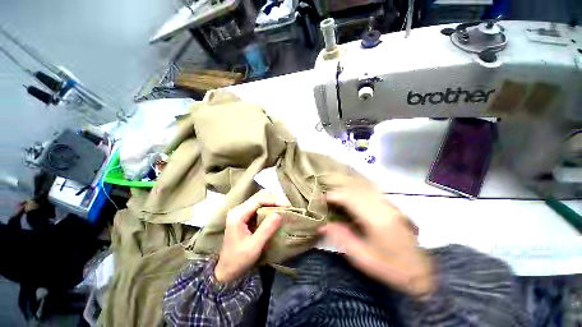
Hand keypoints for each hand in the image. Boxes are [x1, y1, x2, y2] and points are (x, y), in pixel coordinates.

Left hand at [215, 190, 289, 282]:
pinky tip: (277, 210)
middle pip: (259, 196)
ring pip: (260, 198)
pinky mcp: (245, 214)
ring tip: (284, 207)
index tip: (288, 205)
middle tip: (287, 206)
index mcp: (238, 215)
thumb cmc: (238, 260)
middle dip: (275, 199)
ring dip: (273, 201)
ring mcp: (241, 211)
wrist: (226, 269)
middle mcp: (238, 209)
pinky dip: (270, 205)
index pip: (258, 199)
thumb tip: (279, 214)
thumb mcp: (254, 247)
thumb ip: (266, 230)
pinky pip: (259, 204)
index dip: (274, 200)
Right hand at [319, 186, 434, 298]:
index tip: (322, 198)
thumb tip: (323, 225)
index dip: (335, 195)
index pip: (351, 199)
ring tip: (336, 193)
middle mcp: (383, 207)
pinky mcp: (392, 206)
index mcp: (376, 220)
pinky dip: (358, 189)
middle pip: (357, 190)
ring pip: (364, 188)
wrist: (420, 271)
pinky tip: (352, 193)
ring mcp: (389, 205)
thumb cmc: (389, 267)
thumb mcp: (362, 258)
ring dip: (348, 188)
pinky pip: (371, 191)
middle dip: (339, 190)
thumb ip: (342, 238)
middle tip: (327, 196)